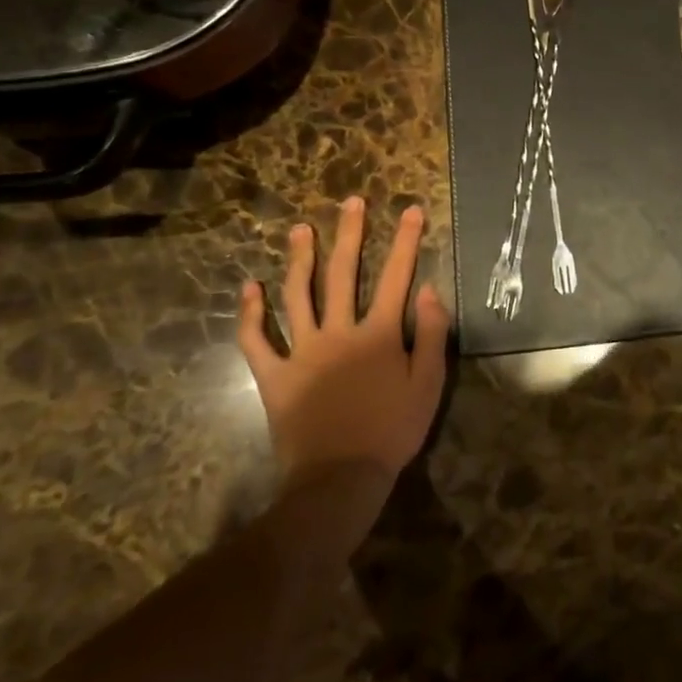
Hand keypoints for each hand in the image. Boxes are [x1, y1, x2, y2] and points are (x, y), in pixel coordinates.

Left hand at [237, 196, 449, 485]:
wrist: (340, 479)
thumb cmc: (391, 431)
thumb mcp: (428, 384)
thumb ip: (432, 334)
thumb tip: (429, 289)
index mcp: (379, 334)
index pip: (395, 277)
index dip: (405, 241)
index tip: (409, 210)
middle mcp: (339, 332)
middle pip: (343, 274)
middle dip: (349, 234)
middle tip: (350, 202)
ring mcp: (302, 352)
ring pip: (297, 296)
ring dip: (299, 260)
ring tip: (300, 230)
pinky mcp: (274, 376)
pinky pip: (256, 341)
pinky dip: (250, 315)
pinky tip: (249, 288)